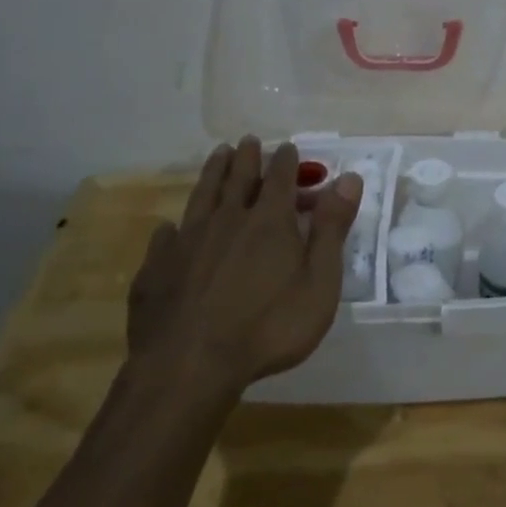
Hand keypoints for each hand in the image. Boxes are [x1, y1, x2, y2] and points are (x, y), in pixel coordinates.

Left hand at [126, 138, 362, 397]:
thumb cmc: (269, 327)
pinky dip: (172, 228)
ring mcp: (187, 242)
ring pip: (202, 196)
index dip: (286, 161)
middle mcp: (227, 219)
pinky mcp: (156, 269)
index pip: (280, 178)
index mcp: (269, 221)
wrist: (190, 366)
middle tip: (247, 140)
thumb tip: (349, 178)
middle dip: (246, 157)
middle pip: (238, 178)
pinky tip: (170, 228)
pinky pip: (165, 238)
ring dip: (212, 173)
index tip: (287, 147)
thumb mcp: (319, 282)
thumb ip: (332, 228)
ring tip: (217, 155)